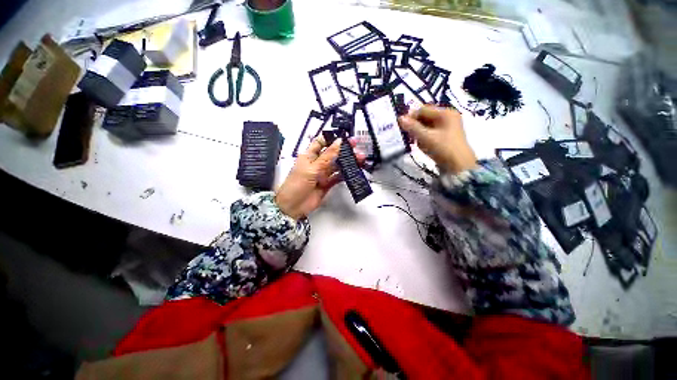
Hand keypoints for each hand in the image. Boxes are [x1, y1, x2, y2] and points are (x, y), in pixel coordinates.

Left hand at [276, 137, 360, 219]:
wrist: (293, 206)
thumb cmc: (298, 184)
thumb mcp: (312, 168)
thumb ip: (327, 157)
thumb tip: (339, 141)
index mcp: (309, 156)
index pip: (321, 142)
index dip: (332, 138)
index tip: (345, 136)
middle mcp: (317, 163)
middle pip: (332, 154)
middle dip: (344, 150)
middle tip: (357, 148)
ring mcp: (323, 174)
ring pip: (337, 165)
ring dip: (347, 162)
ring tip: (360, 159)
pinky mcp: (327, 184)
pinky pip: (338, 177)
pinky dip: (345, 174)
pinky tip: (354, 171)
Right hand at [398, 106, 477, 173]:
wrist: (459, 166)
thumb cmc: (443, 148)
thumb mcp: (426, 137)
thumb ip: (412, 127)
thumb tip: (400, 118)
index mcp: (445, 113)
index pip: (423, 110)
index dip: (411, 117)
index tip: (402, 127)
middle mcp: (448, 117)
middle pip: (425, 117)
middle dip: (416, 127)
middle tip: (410, 136)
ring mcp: (448, 127)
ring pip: (427, 126)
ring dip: (419, 134)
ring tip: (419, 143)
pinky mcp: (447, 137)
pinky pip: (432, 133)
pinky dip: (425, 138)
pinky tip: (424, 146)